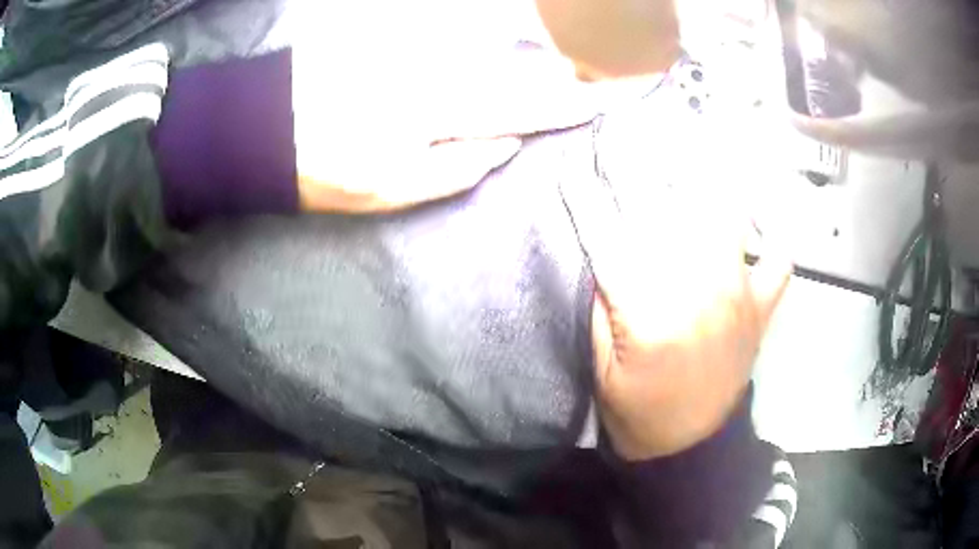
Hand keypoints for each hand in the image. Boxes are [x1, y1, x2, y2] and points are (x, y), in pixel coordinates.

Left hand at [289, 2, 598, 213]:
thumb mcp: (389, 191)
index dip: (563, 104)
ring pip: (484, 48)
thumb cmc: (323, 170)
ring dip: (526, 54)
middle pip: (510, 68)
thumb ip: (454, 170)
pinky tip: (500, 45)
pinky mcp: (393, 40)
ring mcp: (412, 50)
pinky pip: (450, 38)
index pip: (519, 106)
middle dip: (556, 72)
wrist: (263, 127)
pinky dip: (482, 41)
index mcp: (437, 113)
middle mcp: (433, 70)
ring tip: (561, 64)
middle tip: (593, 76)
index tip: (602, 100)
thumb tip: (506, 144)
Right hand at [561, 128, 791, 460]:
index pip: (609, 237)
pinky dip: (771, 235)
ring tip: (689, 152)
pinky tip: (755, 222)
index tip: (573, 166)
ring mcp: (740, 295)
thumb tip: (609, 245)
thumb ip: (606, 300)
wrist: (689, 446)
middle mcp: (699, 291)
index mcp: (649, 312)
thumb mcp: (601, 362)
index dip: (586, 197)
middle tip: (627, 133)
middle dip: (641, 165)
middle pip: (669, 210)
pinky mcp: (762, 307)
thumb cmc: (637, 409)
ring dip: (706, 179)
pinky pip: (778, 258)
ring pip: (727, 215)